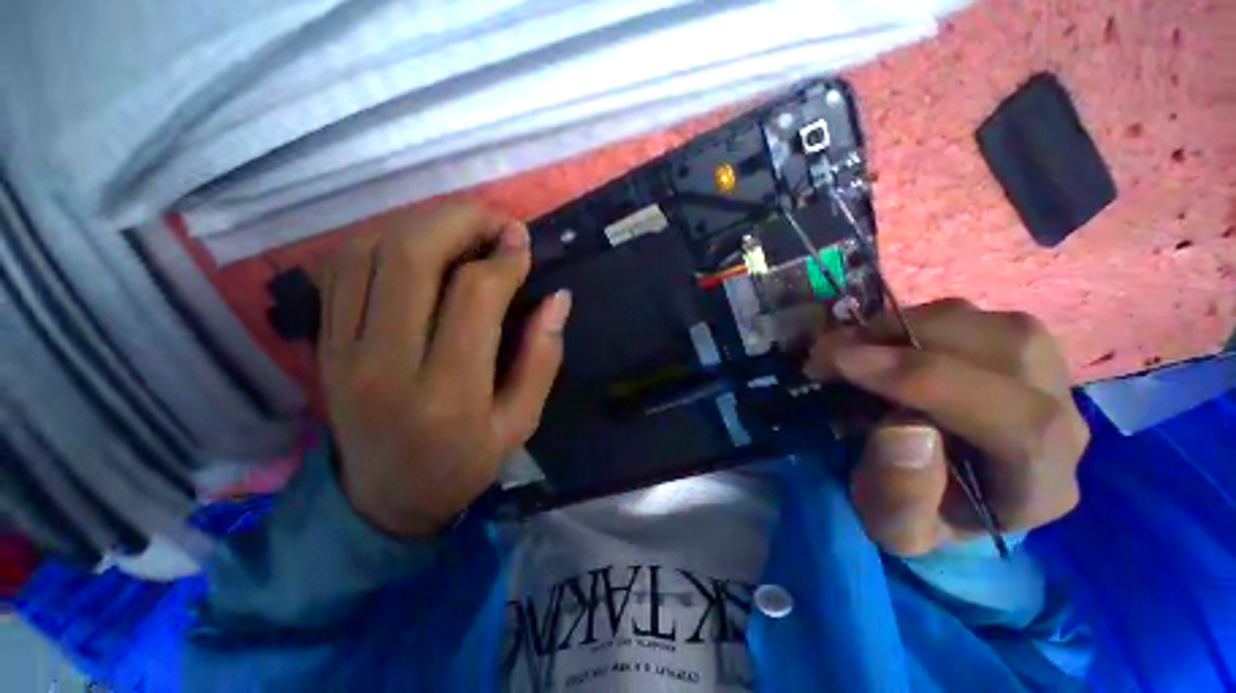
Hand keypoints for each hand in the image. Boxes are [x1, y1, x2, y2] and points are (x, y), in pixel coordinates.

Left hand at [317, 202, 571, 537]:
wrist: (383, 499)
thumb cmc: (463, 463)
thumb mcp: (522, 421)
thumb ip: (542, 358)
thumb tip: (558, 298)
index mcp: (446, 393)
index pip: (472, 296)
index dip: (503, 258)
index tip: (523, 243)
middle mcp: (384, 365)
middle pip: (411, 258)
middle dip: (460, 221)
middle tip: (495, 220)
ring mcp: (341, 351)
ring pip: (371, 251)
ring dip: (422, 223)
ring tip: (462, 227)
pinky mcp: (323, 343)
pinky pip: (342, 267)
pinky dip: (382, 239)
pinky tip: (418, 245)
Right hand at [804, 299, 1088, 555]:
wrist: (942, 492)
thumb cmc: (919, 514)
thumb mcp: (893, 528)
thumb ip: (899, 496)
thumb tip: (904, 429)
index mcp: (1043, 486)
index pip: (1020, 424)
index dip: (927, 382)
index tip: (845, 363)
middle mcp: (1065, 424)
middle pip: (1013, 354)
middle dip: (908, 341)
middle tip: (833, 349)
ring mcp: (1050, 379)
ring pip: (994, 324)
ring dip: (908, 326)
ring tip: (852, 345)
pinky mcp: (1023, 352)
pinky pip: (978, 317)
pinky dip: (915, 320)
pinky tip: (878, 342)